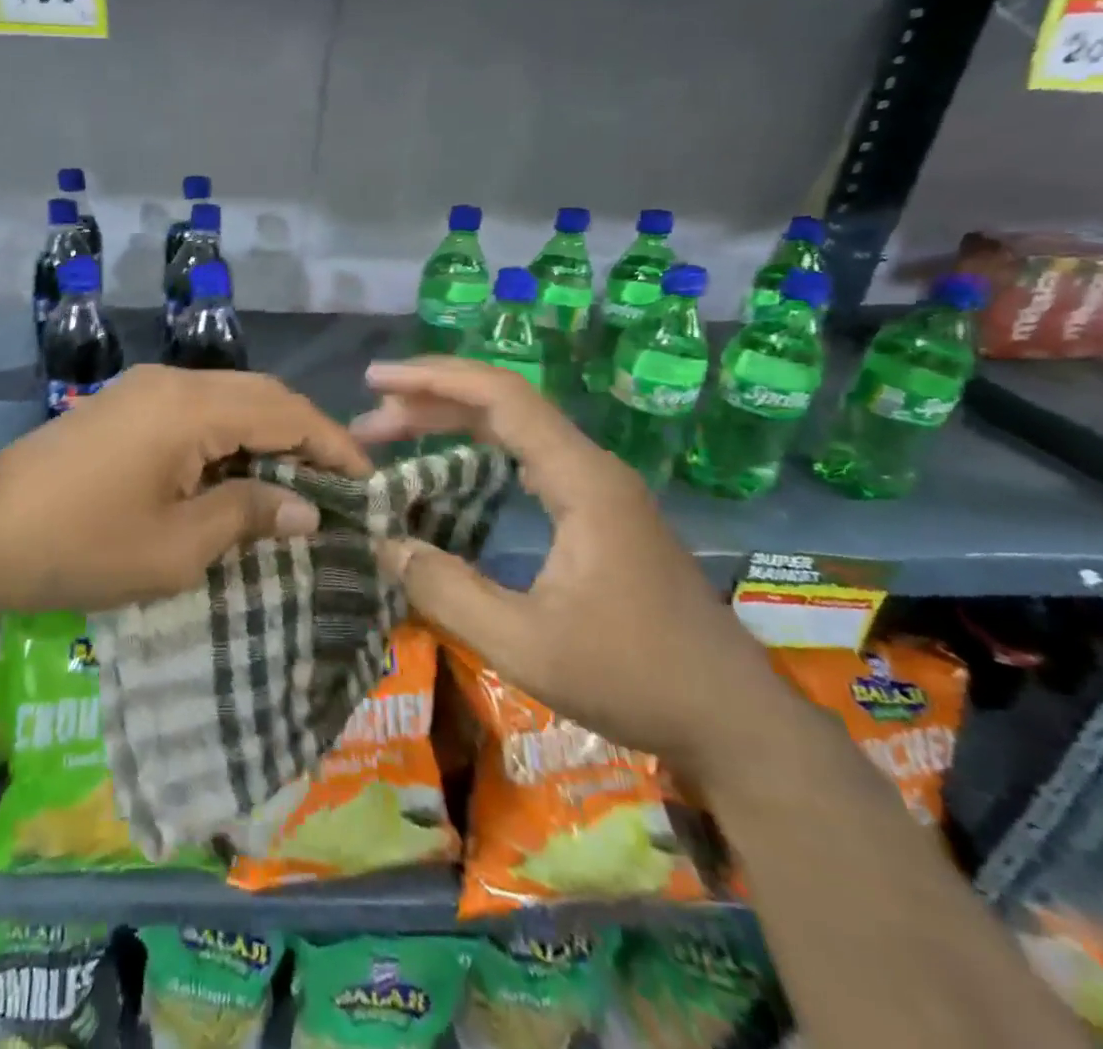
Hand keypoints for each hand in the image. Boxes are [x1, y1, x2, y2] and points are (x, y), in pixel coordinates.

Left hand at [0, 365, 369, 617]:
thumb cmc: (82, 544)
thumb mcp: (176, 546)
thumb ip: (247, 515)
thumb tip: (306, 508)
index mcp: (192, 407)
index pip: (286, 412)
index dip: (334, 445)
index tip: (368, 484)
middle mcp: (172, 381)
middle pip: (260, 395)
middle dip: (305, 436)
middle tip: (338, 485)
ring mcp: (142, 389)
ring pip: (227, 399)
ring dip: (266, 434)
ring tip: (297, 483)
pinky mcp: (121, 405)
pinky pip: (194, 409)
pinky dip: (228, 436)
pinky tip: (236, 473)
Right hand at [353, 357, 797, 789]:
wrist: (735, 723)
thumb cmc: (634, 679)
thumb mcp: (525, 645)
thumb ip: (447, 591)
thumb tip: (384, 543)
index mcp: (581, 481)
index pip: (501, 398)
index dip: (433, 380)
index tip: (376, 382)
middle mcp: (592, 469)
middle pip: (504, 403)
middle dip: (430, 399)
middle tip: (367, 419)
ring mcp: (599, 489)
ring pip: (515, 428)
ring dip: (451, 421)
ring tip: (391, 433)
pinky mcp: (600, 512)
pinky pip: (527, 455)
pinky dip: (476, 447)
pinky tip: (449, 466)